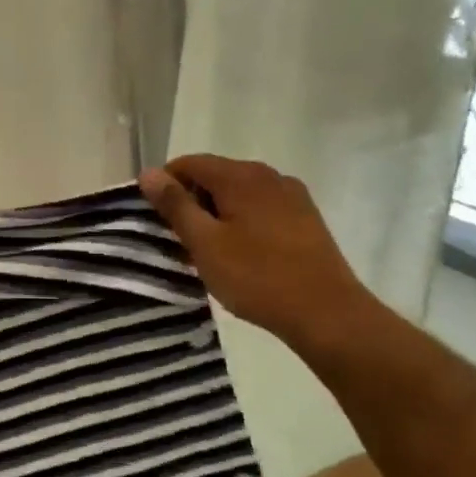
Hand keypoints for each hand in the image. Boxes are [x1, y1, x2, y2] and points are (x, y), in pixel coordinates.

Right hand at [139, 155, 384, 357]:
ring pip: (239, 193)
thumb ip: (175, 205)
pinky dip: (242, 221)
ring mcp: (292, 195)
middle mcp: (268, 175)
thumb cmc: (257, 277)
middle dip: (192, 202)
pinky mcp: (305, 217)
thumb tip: (148, 173)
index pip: (189, 163)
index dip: (166, 186)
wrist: (326, 313)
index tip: (157, 220)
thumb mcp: (204, 243)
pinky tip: (242, 254)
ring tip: (210, 251)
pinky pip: (261, 207)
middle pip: (215, 175)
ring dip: (217, 214)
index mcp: (241, 176)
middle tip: (181, 241)